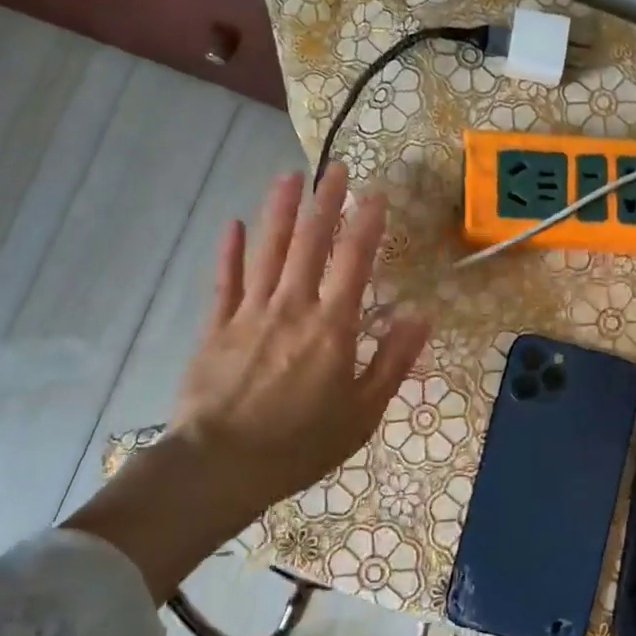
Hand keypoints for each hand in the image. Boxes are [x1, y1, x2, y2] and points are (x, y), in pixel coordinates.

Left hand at [162, 164, 428, 534]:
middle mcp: (292, 307)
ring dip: (279, 211)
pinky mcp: (215, 328)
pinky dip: (230, 251)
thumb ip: (393, 361)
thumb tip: (421, 316)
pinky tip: (235, 224)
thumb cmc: (301, 445)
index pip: (354, 261)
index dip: (366, 223)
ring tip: (289, 176)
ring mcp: (249, 314)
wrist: (221, 467)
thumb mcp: (363, 413)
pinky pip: (224, 281)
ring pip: (267, 251)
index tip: (375, 193)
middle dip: (325, 203)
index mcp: (332, 327)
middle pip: (310, 244)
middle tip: (334, 169)